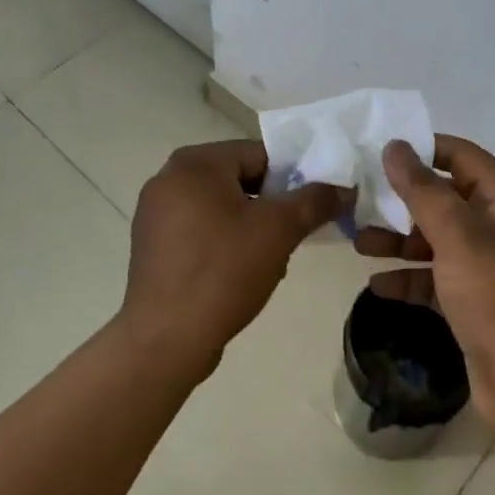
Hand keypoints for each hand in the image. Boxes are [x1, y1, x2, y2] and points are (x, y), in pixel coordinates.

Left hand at [122, 140, 350, 382]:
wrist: (165, 339)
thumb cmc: (223, 271)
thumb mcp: (279, 230)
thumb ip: (314, 201)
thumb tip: (343, 188)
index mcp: (195, 163)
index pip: (258, 154)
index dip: (291, 178)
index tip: (310, 208)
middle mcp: (169, 178)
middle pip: (239, 180)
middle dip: (271, 206)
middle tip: (292, 236)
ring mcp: (155, 213)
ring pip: (220, 207)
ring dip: (250, 226)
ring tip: (269, 260)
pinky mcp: (152, 246)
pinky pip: (199, 231)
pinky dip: (223, 243)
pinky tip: (239, 274)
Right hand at [360, 136, 494, 446]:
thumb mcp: (458, 235)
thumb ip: (423, 190)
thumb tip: (395, 147)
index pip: (463, 156)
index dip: (426, 148)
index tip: (382, 151)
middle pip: (444, 199)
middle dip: (402, 200)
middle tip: (359, 199)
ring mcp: (484, 267)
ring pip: (434, 240)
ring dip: (398, 240)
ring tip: (359, 243)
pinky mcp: (471, 302)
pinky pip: (433, 279)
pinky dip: (407, 278)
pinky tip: (376, 285)